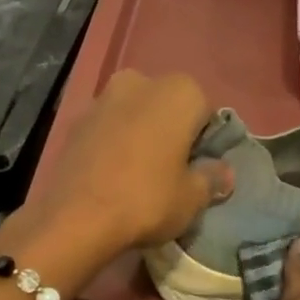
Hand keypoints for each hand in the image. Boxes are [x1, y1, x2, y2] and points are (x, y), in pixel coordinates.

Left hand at [25, 71, 231, 258]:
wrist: (76, 218)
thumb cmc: (147, 200)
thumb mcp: (192, 198)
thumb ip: (212, 179)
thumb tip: (224, 173)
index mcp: (179, 92)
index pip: (205, 111)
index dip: (203, 142)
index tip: (196, 169)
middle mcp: (140, 81)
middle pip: (166, 107)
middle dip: (170, 132)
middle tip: (170, 172)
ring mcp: (102, 98)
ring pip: (134, 115)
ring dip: (140, 136)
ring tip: (138, 176)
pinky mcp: (75, 122)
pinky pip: (107, 130)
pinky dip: (113, 145)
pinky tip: (112, 176)